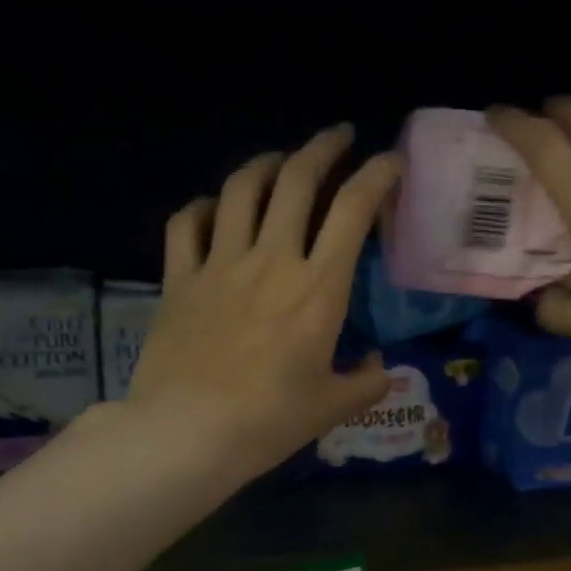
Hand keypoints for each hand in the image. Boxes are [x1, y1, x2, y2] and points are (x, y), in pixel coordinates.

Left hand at [126, 125, 400, 484]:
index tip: (391, 162)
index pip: (353, 210)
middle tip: (339, 137)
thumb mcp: (332, 407)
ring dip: (268, 164)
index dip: (377, 175)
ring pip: (242, 189)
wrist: (187, 433)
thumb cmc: (269, 421)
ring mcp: (219, 264)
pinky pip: (187, 223)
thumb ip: (366, 383)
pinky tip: (215, 208)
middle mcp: (271, 260)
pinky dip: (204, 206)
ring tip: (281, 161)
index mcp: (318, 287)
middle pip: (297, 180)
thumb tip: (380, 368)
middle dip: (324, 148)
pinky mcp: (179, 279)